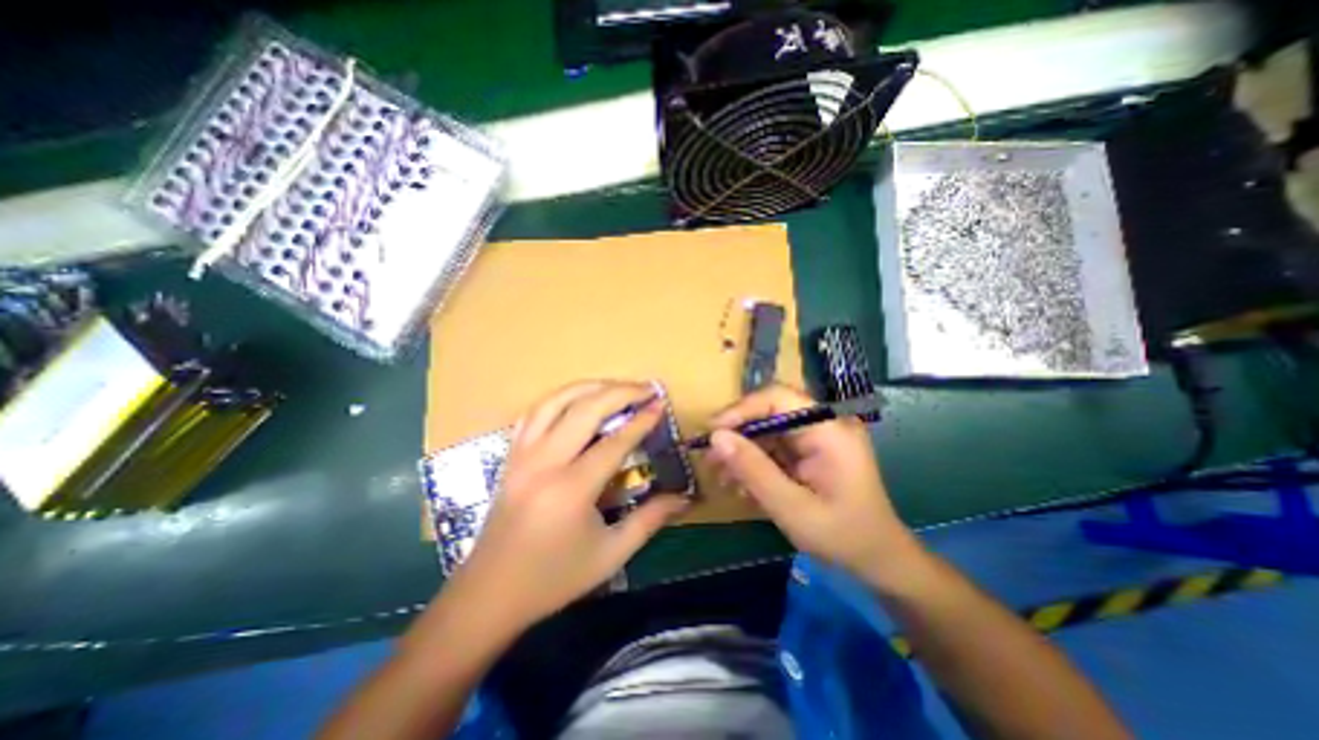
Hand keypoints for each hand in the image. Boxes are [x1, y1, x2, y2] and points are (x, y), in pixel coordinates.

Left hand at [446, 383, 690, 634]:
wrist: (489, 595)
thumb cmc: (554, 578)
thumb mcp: (610, 555)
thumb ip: (650, 520)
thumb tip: (684, 499)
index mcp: (571, 489)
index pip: (614, 442)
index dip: (641, 420)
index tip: (660, 404)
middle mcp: (544, 462)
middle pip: (584, 409)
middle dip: (619, 392)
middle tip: (645, 389)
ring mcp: (522, 455)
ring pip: (554, 402)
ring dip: (588, 387)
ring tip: (614, 387)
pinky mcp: (510, 456)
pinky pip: (533, 414)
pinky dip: (558, 399)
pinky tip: (575, 400)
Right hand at [706, 381, 919, 582]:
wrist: (878, 561)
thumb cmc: (842, 536)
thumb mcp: (792, 507)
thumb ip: (753, 470)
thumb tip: (715, 437)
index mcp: (829, 430)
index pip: (777, 398)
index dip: (741, 409)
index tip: (712, 432)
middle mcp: (823, 425)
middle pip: (769, 413)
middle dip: (737, 435)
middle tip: (710, 459)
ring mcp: (817, 437)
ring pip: (767, 430)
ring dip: (742, 451)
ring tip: (721, 477)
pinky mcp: (810, 451)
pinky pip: (774, 447)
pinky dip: (755, 463)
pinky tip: (741, 485)